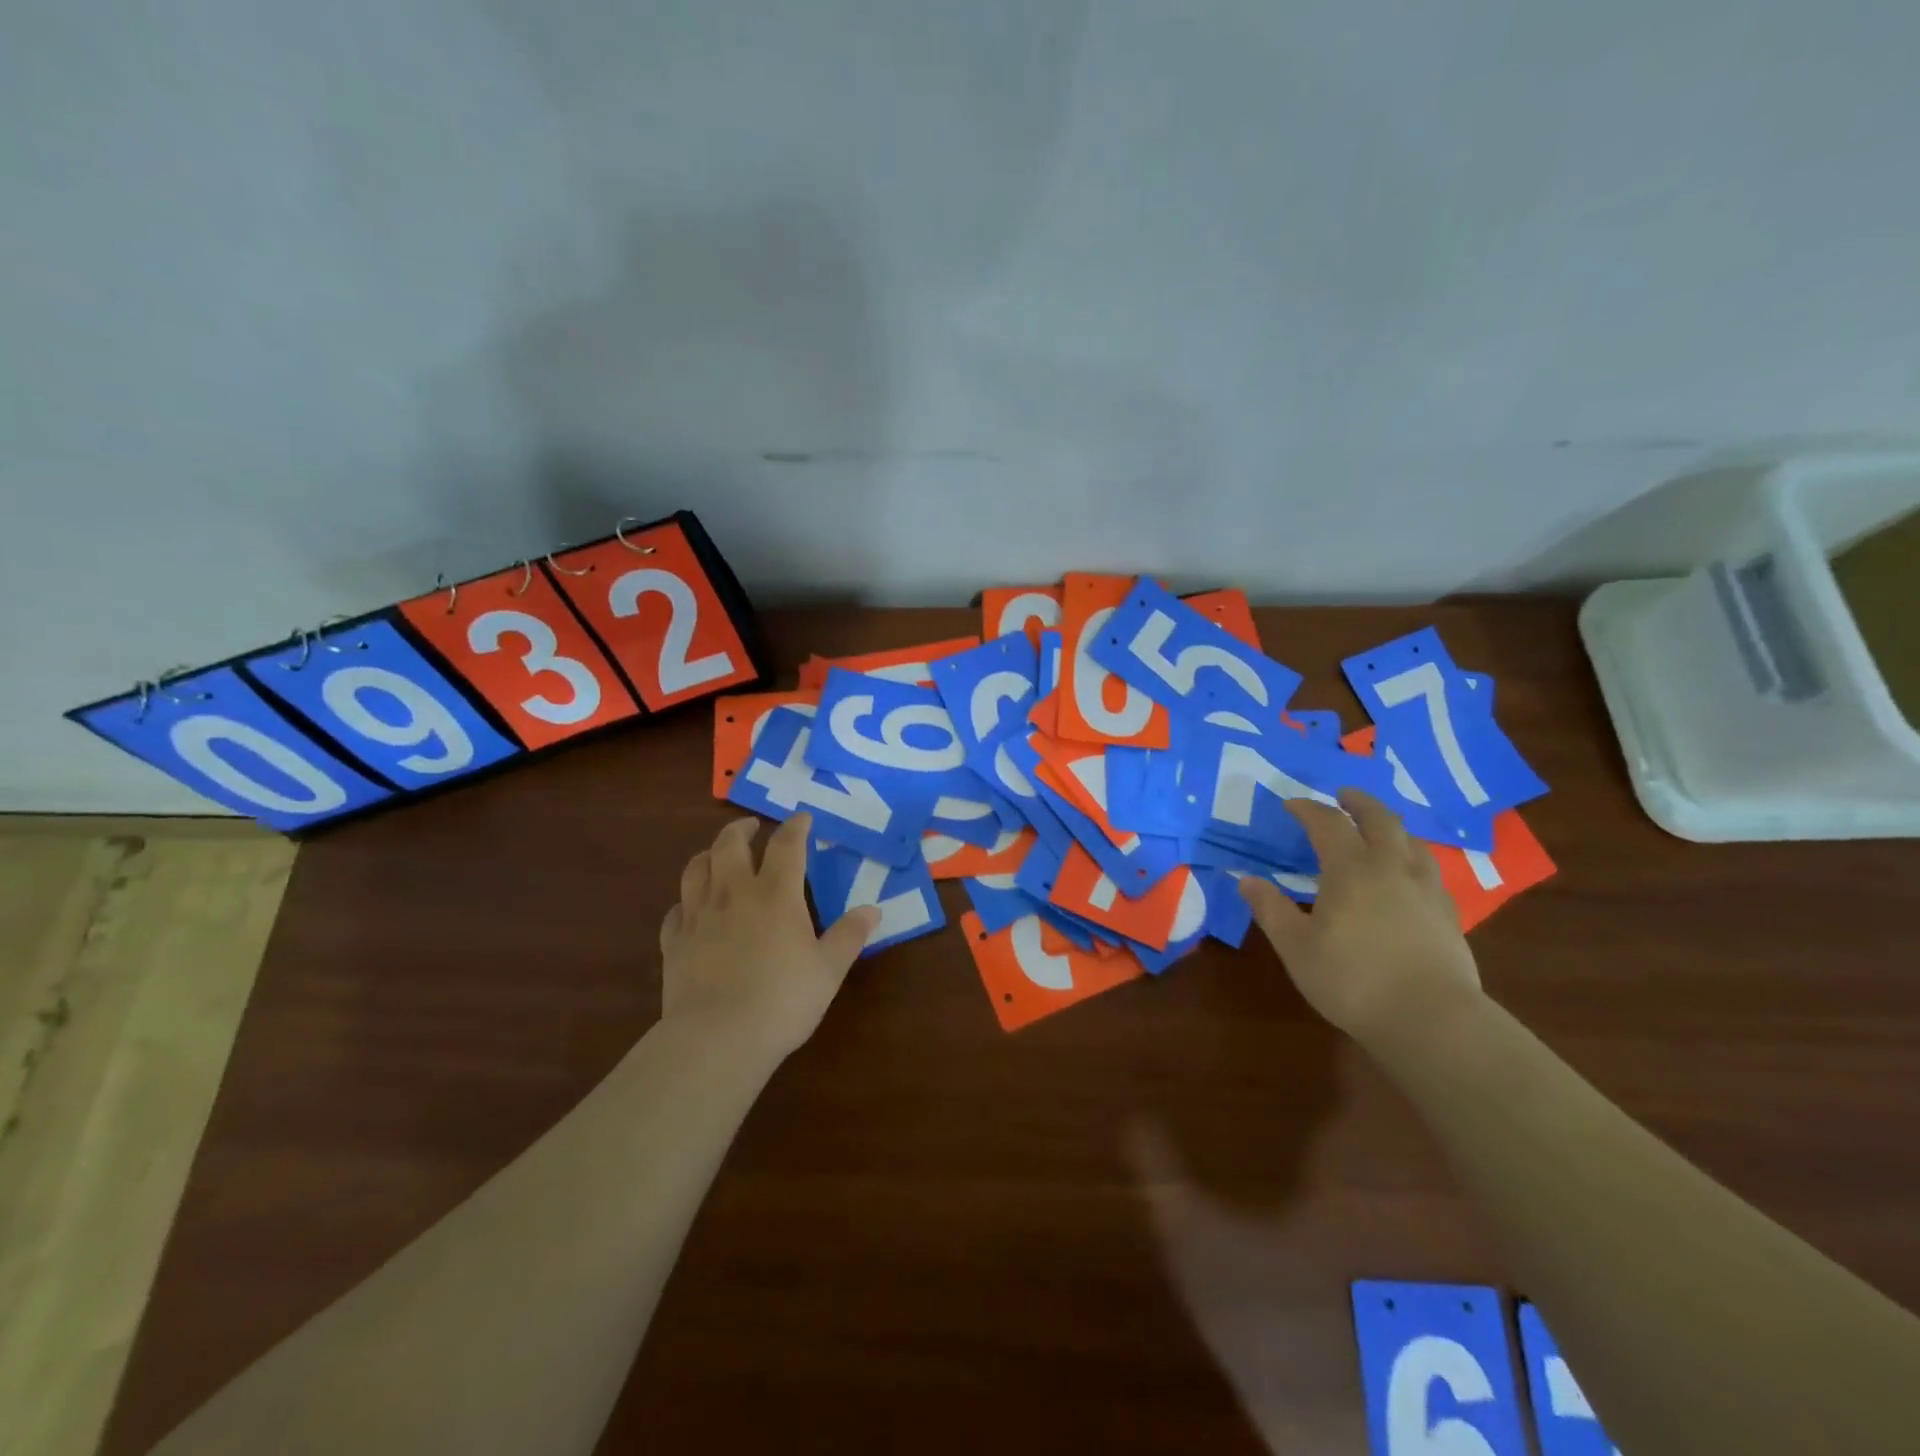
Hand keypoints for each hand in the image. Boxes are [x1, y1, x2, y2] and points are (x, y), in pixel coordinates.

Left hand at [660, 814, 878, 1060]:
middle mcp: (734, 893)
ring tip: (718, 855)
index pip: (787, 845)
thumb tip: (872, 910)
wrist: (717, 1037)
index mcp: (776, 894)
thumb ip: (849, 935)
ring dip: (709, 854)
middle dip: (742, 829)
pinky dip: (686, 901)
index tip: (803, 818)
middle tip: (752, 827)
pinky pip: (676, 909)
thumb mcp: (829, 969)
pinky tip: (691, 908)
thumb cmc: (783, 999)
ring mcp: (699, 916)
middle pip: (730, 845)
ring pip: (696, 869)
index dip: (796, 827)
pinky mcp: (674, 942)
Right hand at [1238, 789, 1482, 1048]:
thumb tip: (1245, 879)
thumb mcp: (1296, 947)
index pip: (1327, 823)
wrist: (1433, 1021)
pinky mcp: (1448, 914)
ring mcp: (1426, 889)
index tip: (1291, 805)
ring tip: (1378, 829)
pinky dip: (1411, 856)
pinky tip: (1407, 875)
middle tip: (1344, 795)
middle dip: (1359, 802)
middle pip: (1380, 819)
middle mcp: (1391, 868)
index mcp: (1351, 869)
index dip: (1308, 809)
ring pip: (1412, 841)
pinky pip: (1429, 869)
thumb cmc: (1353, 980)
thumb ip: (1271, 909)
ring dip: (1391, 826)